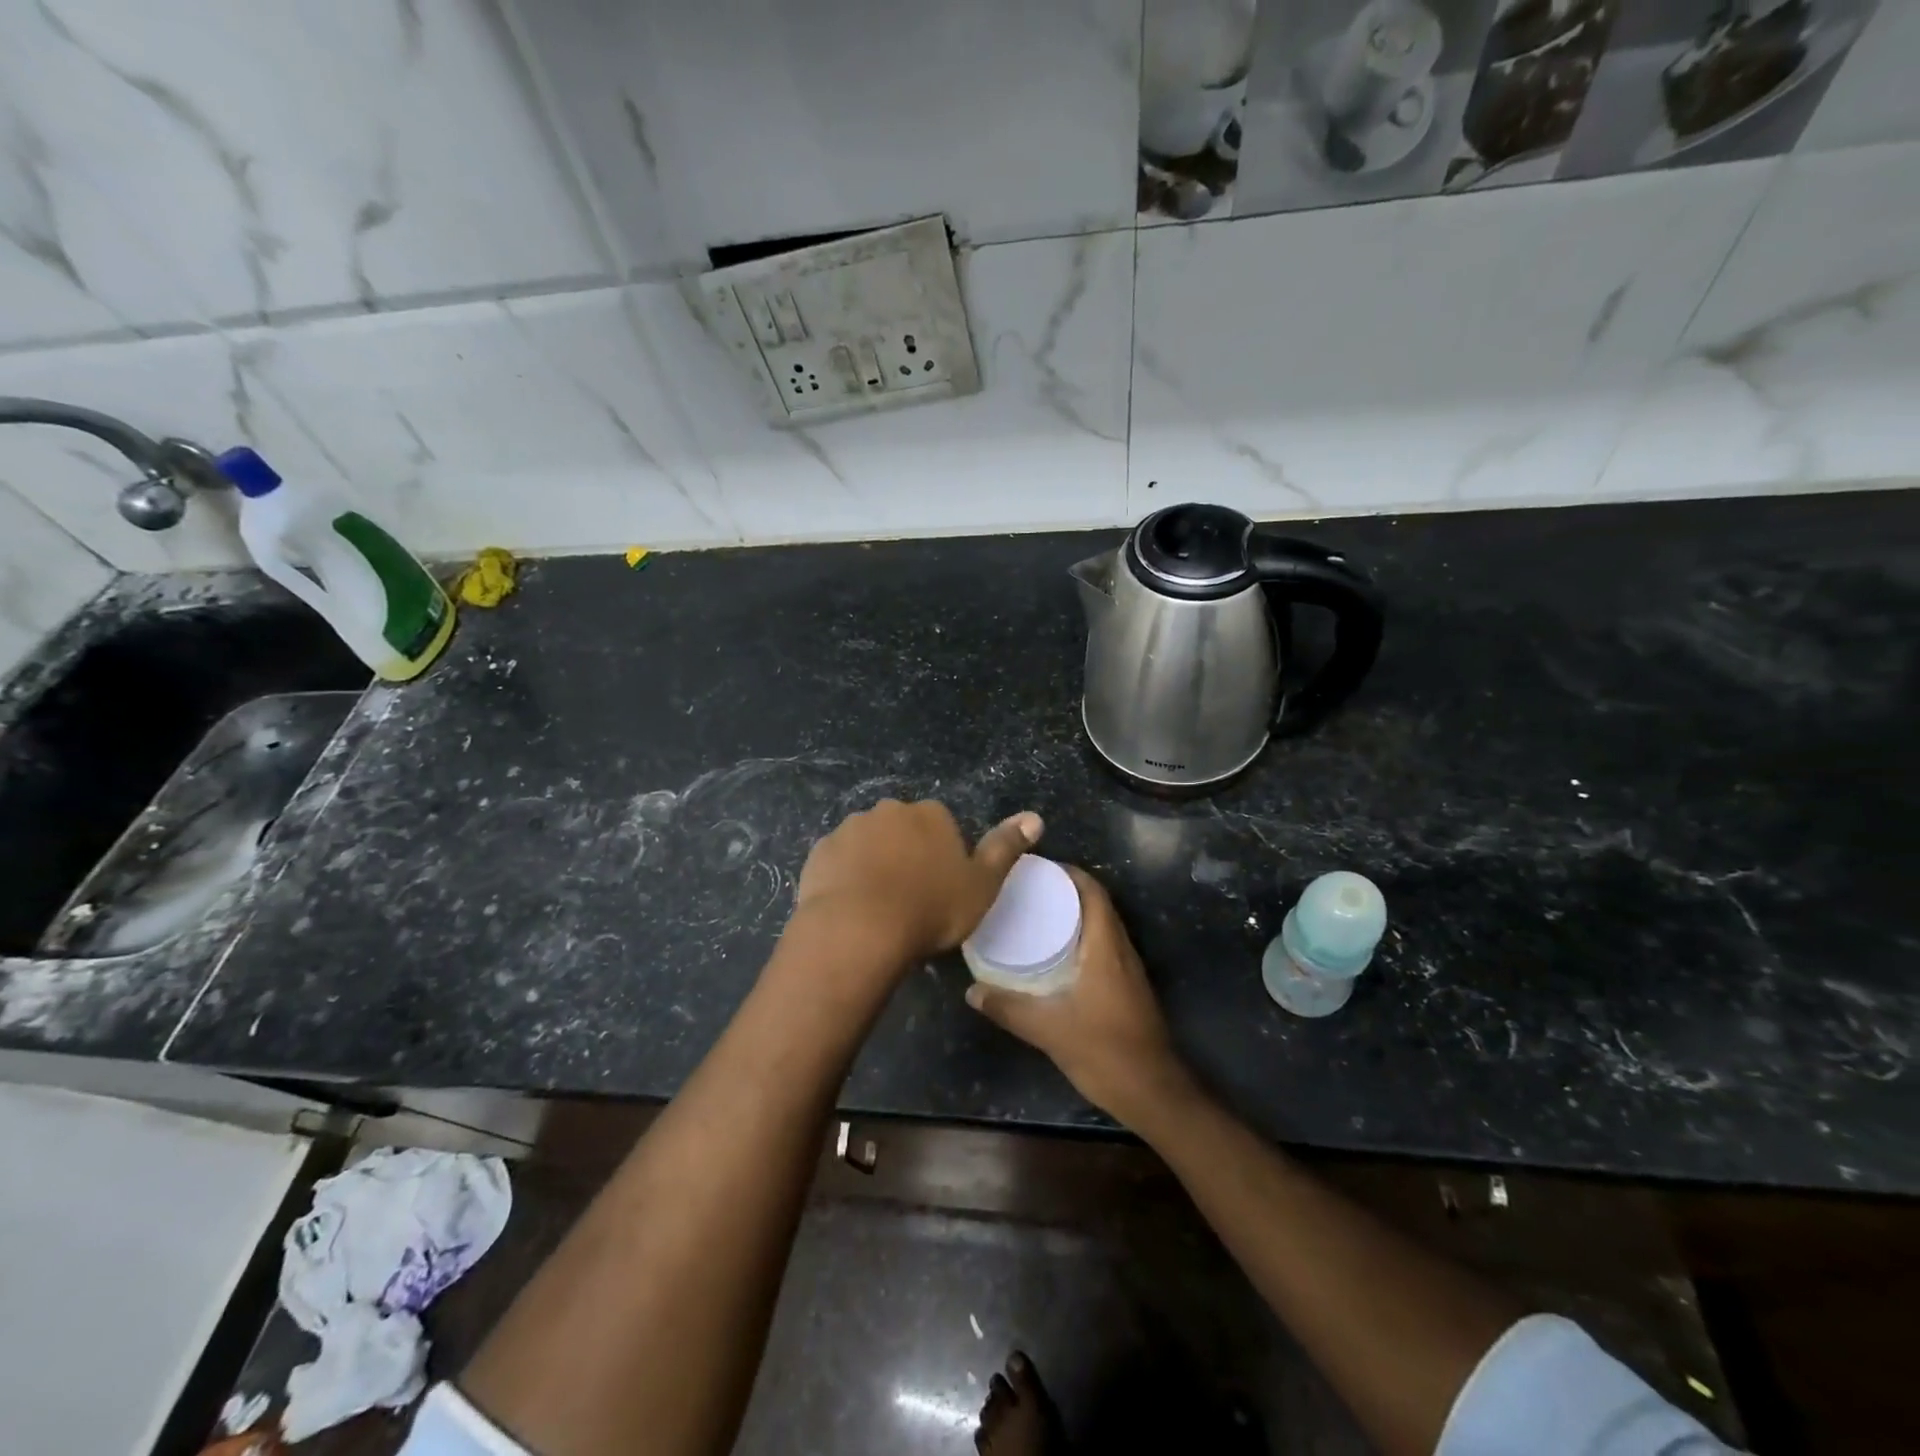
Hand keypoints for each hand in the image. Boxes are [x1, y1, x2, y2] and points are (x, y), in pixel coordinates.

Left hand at [794, 799, 1042, 962]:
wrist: (858, 930)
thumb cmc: (929, 909)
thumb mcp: (982, 884)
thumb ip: (1006, 848)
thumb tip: (1035, 817)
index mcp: (930, 814)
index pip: (942, 825)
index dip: (943, 856)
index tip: (941, 888)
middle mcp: (889, 810)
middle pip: (903, 830)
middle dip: (906, 854)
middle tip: (911, 898)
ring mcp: (850, 829)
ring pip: (869, 844)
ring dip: (874, 864)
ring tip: (879, 907)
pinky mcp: (820, 852)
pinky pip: (839, 861)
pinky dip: (846, 877)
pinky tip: (851, 907)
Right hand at [964, 866, 1191, 1125]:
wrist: (1153, 1092)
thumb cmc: (1104, 1050)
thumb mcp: (1048, 1029)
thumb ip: (1008, 1008)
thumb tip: (972, 990)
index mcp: (1106, 947)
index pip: (1093, 893)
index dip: (1069, 874)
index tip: (1038, 868)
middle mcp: (1121, 950)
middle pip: (1097, 905)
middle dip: (1066, 891)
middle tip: (1029, 890)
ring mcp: (1128, 970)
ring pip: (1102, 927)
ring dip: (1075, 915)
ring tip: (1037, 916)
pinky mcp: (1128, 988)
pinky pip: (1104, 947)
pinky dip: (1081, 938)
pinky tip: (1056, 955)